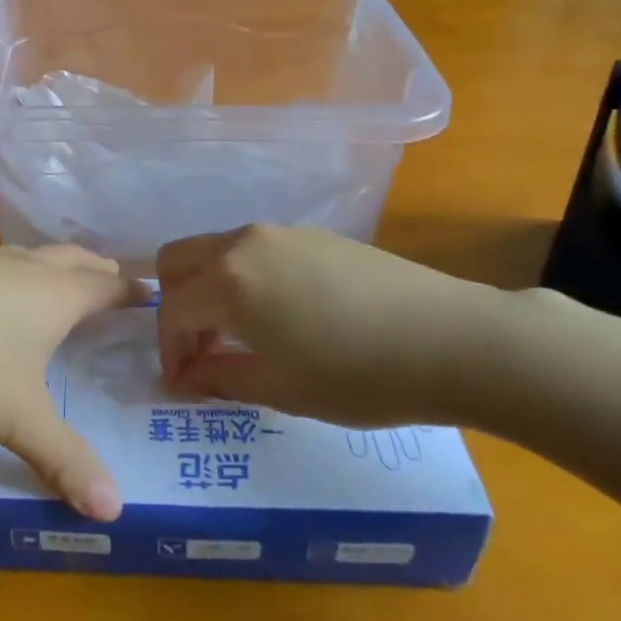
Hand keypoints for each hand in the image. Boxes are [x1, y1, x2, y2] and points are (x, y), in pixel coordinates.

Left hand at [0, 246, 140, 519]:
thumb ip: (63, 460)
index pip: (106, 286)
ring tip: (58, 283)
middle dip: (96, 269)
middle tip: (112, 281)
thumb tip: (113, 512)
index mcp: (56, 295)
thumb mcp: (17, 416)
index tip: (149, 294)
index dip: (129, 291)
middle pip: (73, 258)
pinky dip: (12, 274)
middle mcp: (26, 268)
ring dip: (53, 266)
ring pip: (32, 255)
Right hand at [155, 224, 512, 428]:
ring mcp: (280, 232)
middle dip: (176, 305)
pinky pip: (255, 251)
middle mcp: (244, 243)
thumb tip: (186, 377)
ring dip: (210, 290)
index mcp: (228, 280)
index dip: (169, 351)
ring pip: (217, 251)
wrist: (450, 338)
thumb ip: (220, 378)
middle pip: (179, 259)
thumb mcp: (280, 388)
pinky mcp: (313, 234)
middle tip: (200, 350)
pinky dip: (245, 279)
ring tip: (241, 337)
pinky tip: (283, 316)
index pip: (173, 309)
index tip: (183, 385)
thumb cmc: (357, 375)